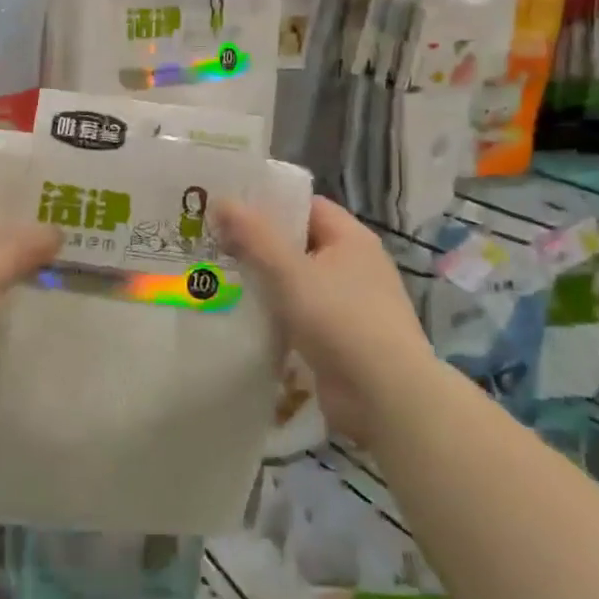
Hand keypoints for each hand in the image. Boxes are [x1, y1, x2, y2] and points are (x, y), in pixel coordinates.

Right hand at [213, 196, 431, 442]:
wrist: (386, 398)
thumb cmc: (341, 321)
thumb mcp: (290, 272)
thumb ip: (254, 236)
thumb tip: (221, 200)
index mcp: (351, 239)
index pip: (307, 206)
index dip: (270, 204)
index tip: (229, 207)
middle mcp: (354, 265)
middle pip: (299, 243)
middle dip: (259, 244)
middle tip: (213, 242)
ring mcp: (349, 304)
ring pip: (297, 282)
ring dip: (264, 282)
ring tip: (216, 277)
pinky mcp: (340, 339)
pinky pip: (300, 315)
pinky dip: (275, 314)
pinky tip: (241, 317)